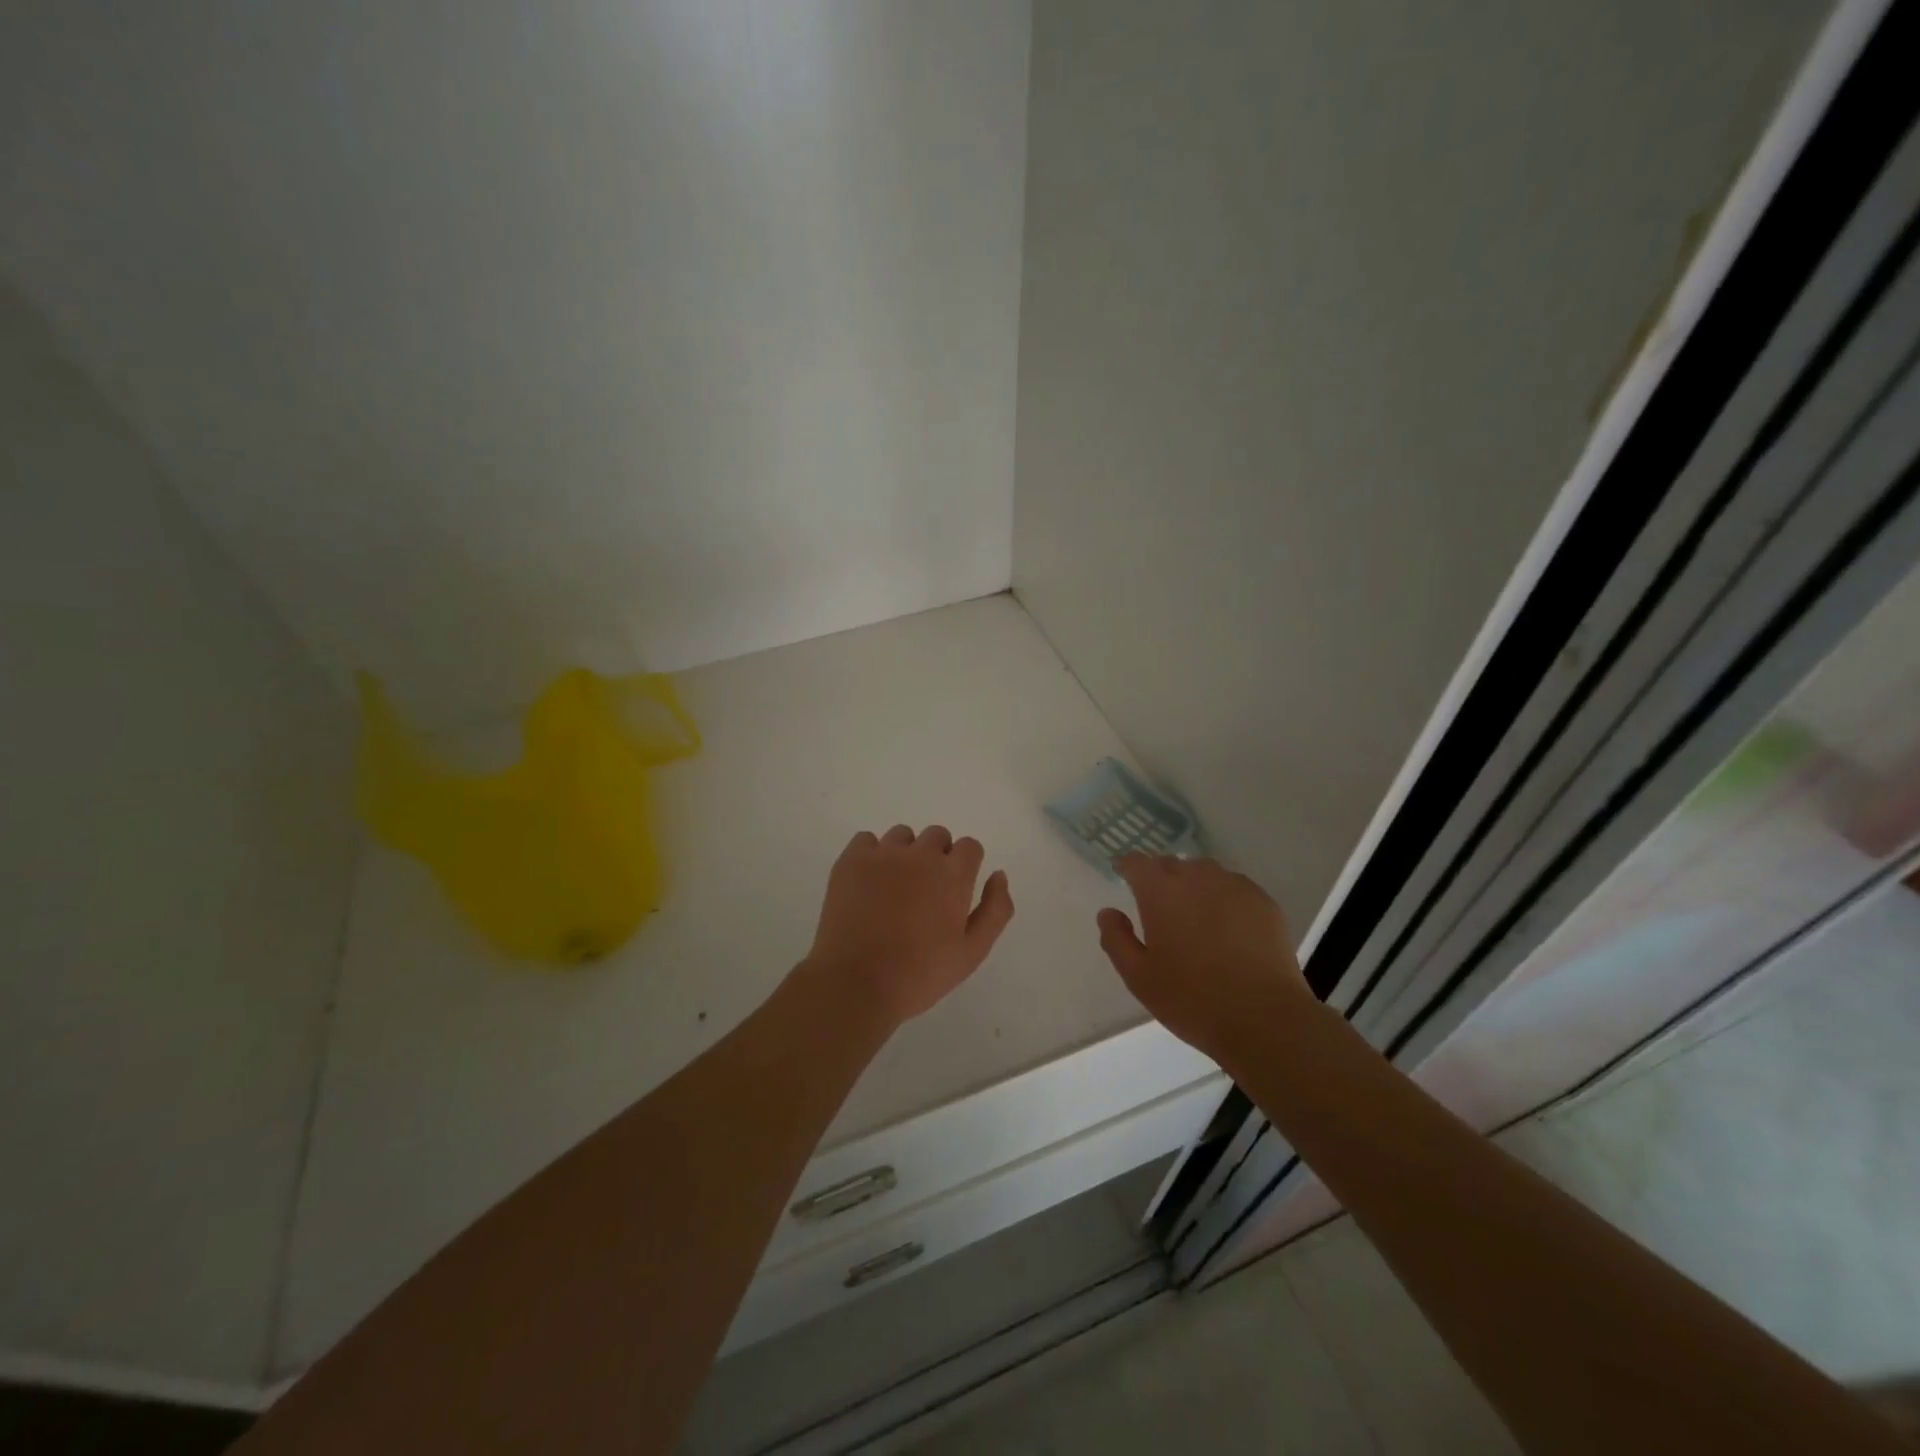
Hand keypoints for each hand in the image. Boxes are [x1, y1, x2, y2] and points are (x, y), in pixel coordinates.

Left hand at [806, 825, 1015, 1027]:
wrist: (855, 984)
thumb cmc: (920, 974)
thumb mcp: (972, 952)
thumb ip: (995, 910)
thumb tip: (998, 875)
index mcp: (953, 874)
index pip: (970, 846)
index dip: (966, 866)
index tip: (955, 891)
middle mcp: (920, 854)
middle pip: (937, 836)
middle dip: (938, 858)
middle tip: (926, 893)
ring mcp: (882, 854)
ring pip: (902, 836)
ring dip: (905, 854)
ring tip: (894, 889)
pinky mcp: (851, 860)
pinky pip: (866, 840)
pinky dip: (871, 856)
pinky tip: (868, 884)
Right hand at [1096, 854, 1308, 1063]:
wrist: (1264, 1018)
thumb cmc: (1191, 998)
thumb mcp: (1138, 977)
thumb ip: (1116, 939)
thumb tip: (1108, 913)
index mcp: (1160, 891)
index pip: (1136, 862)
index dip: (1127, 868)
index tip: (1124, 878)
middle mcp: (1196, 876)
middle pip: (1171, 864)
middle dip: (1160, 878)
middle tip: (1159, 908)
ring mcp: (1234, 885)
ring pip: (1205, 873)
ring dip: (1193, 886)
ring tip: (1195, 916)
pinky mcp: (1264, 901)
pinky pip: (1234, 888)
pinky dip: (1224, 898)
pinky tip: (1228, 927)